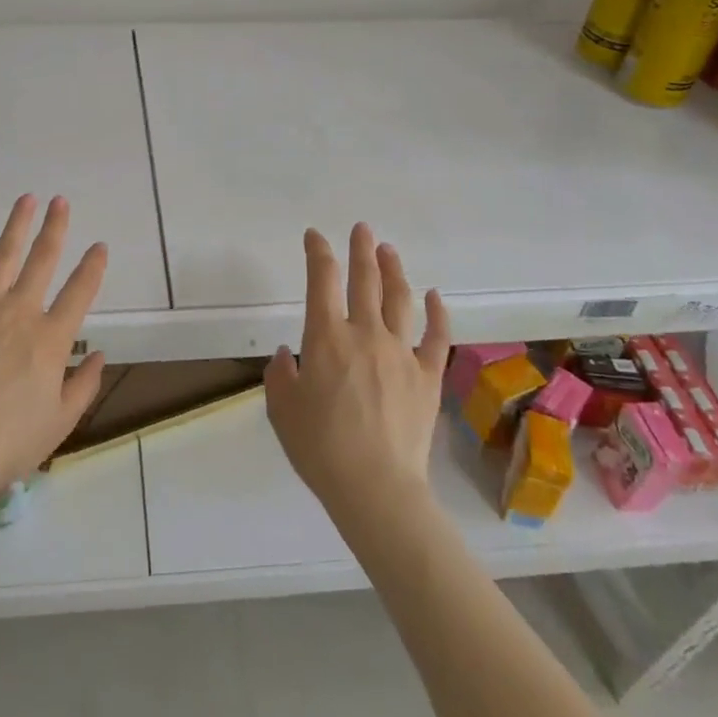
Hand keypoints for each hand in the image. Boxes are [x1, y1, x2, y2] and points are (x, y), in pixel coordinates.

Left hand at [0, 195, 108, 504]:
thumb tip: (100, 355)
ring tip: (26, 199)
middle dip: (55, 228)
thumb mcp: (60, 422)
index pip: (80, 292)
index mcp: (51, 339)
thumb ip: (84, 385)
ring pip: (3, 257)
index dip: (93, 266)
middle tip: (61, 202)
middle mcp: (21, 313)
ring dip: (17, 226)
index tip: (99, 246)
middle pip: (43, 260)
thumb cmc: (10, 443)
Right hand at [265, 224, 450, 524]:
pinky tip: (435, 295)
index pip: (320, 280)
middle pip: (364, 280)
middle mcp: (365, 333)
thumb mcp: (282, 410)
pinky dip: (437, 313)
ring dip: (393, 270)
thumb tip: (287, 356)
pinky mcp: (427, 376)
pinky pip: (436, 336)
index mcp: (326, 337)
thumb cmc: (321, 448)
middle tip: (361, 229)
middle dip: (361, 250)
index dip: (317, 252)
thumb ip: (280, 376)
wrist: (376, 487)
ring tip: (388, 250)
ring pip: (399, 299)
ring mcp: (401, 352)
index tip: (314, 236)